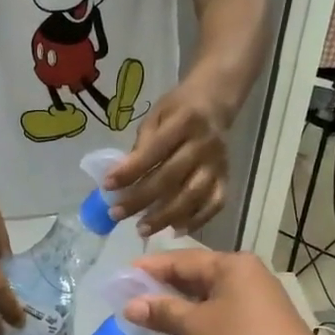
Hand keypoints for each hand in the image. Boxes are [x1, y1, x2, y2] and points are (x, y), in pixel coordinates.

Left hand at [104, 77, 230, 236]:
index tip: (107, 186)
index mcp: (185, 122)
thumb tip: (122, 177)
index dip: (130, 171)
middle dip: (141, 199)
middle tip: (116, 214)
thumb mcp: (156, 116)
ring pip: (192, 196)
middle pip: (170, 178)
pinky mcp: (226, 178)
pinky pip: (214, 204)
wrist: (214, 104)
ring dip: (165, 216)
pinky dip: (196, 220)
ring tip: (142, 230)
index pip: (154, 151)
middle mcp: (204, 145)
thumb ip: (142, 145)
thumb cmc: (178, 111)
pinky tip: (175, 230)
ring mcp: (218, 164)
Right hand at [125, 250, 331, 334]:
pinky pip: (222, 311)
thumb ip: (162, 312)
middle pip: (195, 275)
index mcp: (231, 264)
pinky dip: (199, 318)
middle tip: (131, 299)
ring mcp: (257, 297)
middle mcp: (246, 273)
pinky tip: (182, 332)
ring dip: (180, 306)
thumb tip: (130, 305)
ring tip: (150, 317)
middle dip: (163, 288)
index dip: (149, 269)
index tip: (121, 278)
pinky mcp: (262, 321)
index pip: (181, 259)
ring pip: (208, 295)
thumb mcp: (195, 327)